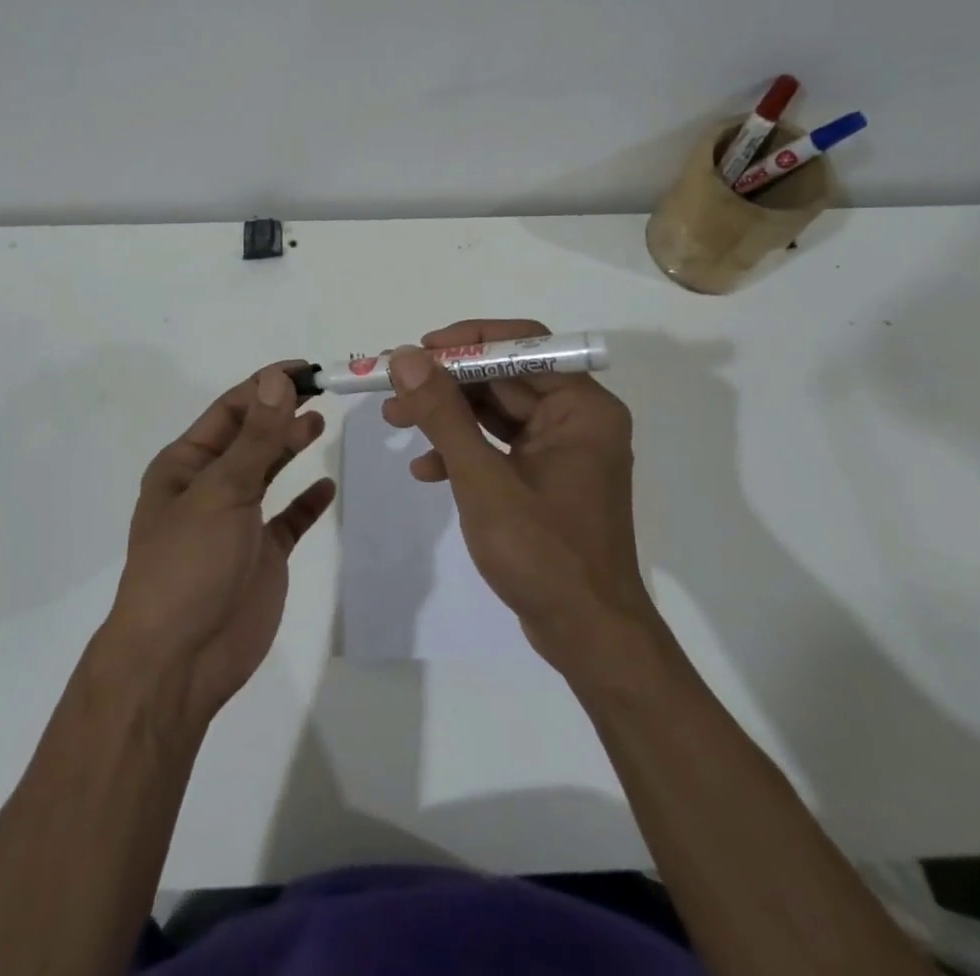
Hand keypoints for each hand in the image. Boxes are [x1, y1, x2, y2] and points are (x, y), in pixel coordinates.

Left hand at [105, 365, 335, 725]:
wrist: (180, 662)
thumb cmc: (188, 564)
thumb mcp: (221, 491)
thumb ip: (256, 438)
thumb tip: (279, 379)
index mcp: (185, 465)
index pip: (230, 410)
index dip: (265, 386)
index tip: (306, 369)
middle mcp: (208, 487)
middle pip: (251, 437)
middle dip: (281, 412)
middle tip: (324, 391)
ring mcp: (236, 522)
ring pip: (268, 472)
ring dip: (290, 446)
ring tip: (320, 423)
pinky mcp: (260, 555)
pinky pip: (288, 520)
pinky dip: (306, 503)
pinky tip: (325, 487)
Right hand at [384, 319, 644, 671]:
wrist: (588, 637)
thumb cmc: (543, 554)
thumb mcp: (483, 479)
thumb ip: (443, 414)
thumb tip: (406, 358)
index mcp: (581, 407)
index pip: (523, 344)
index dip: (466, 341)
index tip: (418, 350)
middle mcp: (577, 418)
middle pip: (504, 377)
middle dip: (445, 383)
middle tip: (391, 387)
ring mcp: (562, 450)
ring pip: (496, 411)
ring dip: (446, 416)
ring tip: (394, 422)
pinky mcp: (546, 477)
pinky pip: (499, 446)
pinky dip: (463, 451)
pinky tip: (426, 471)